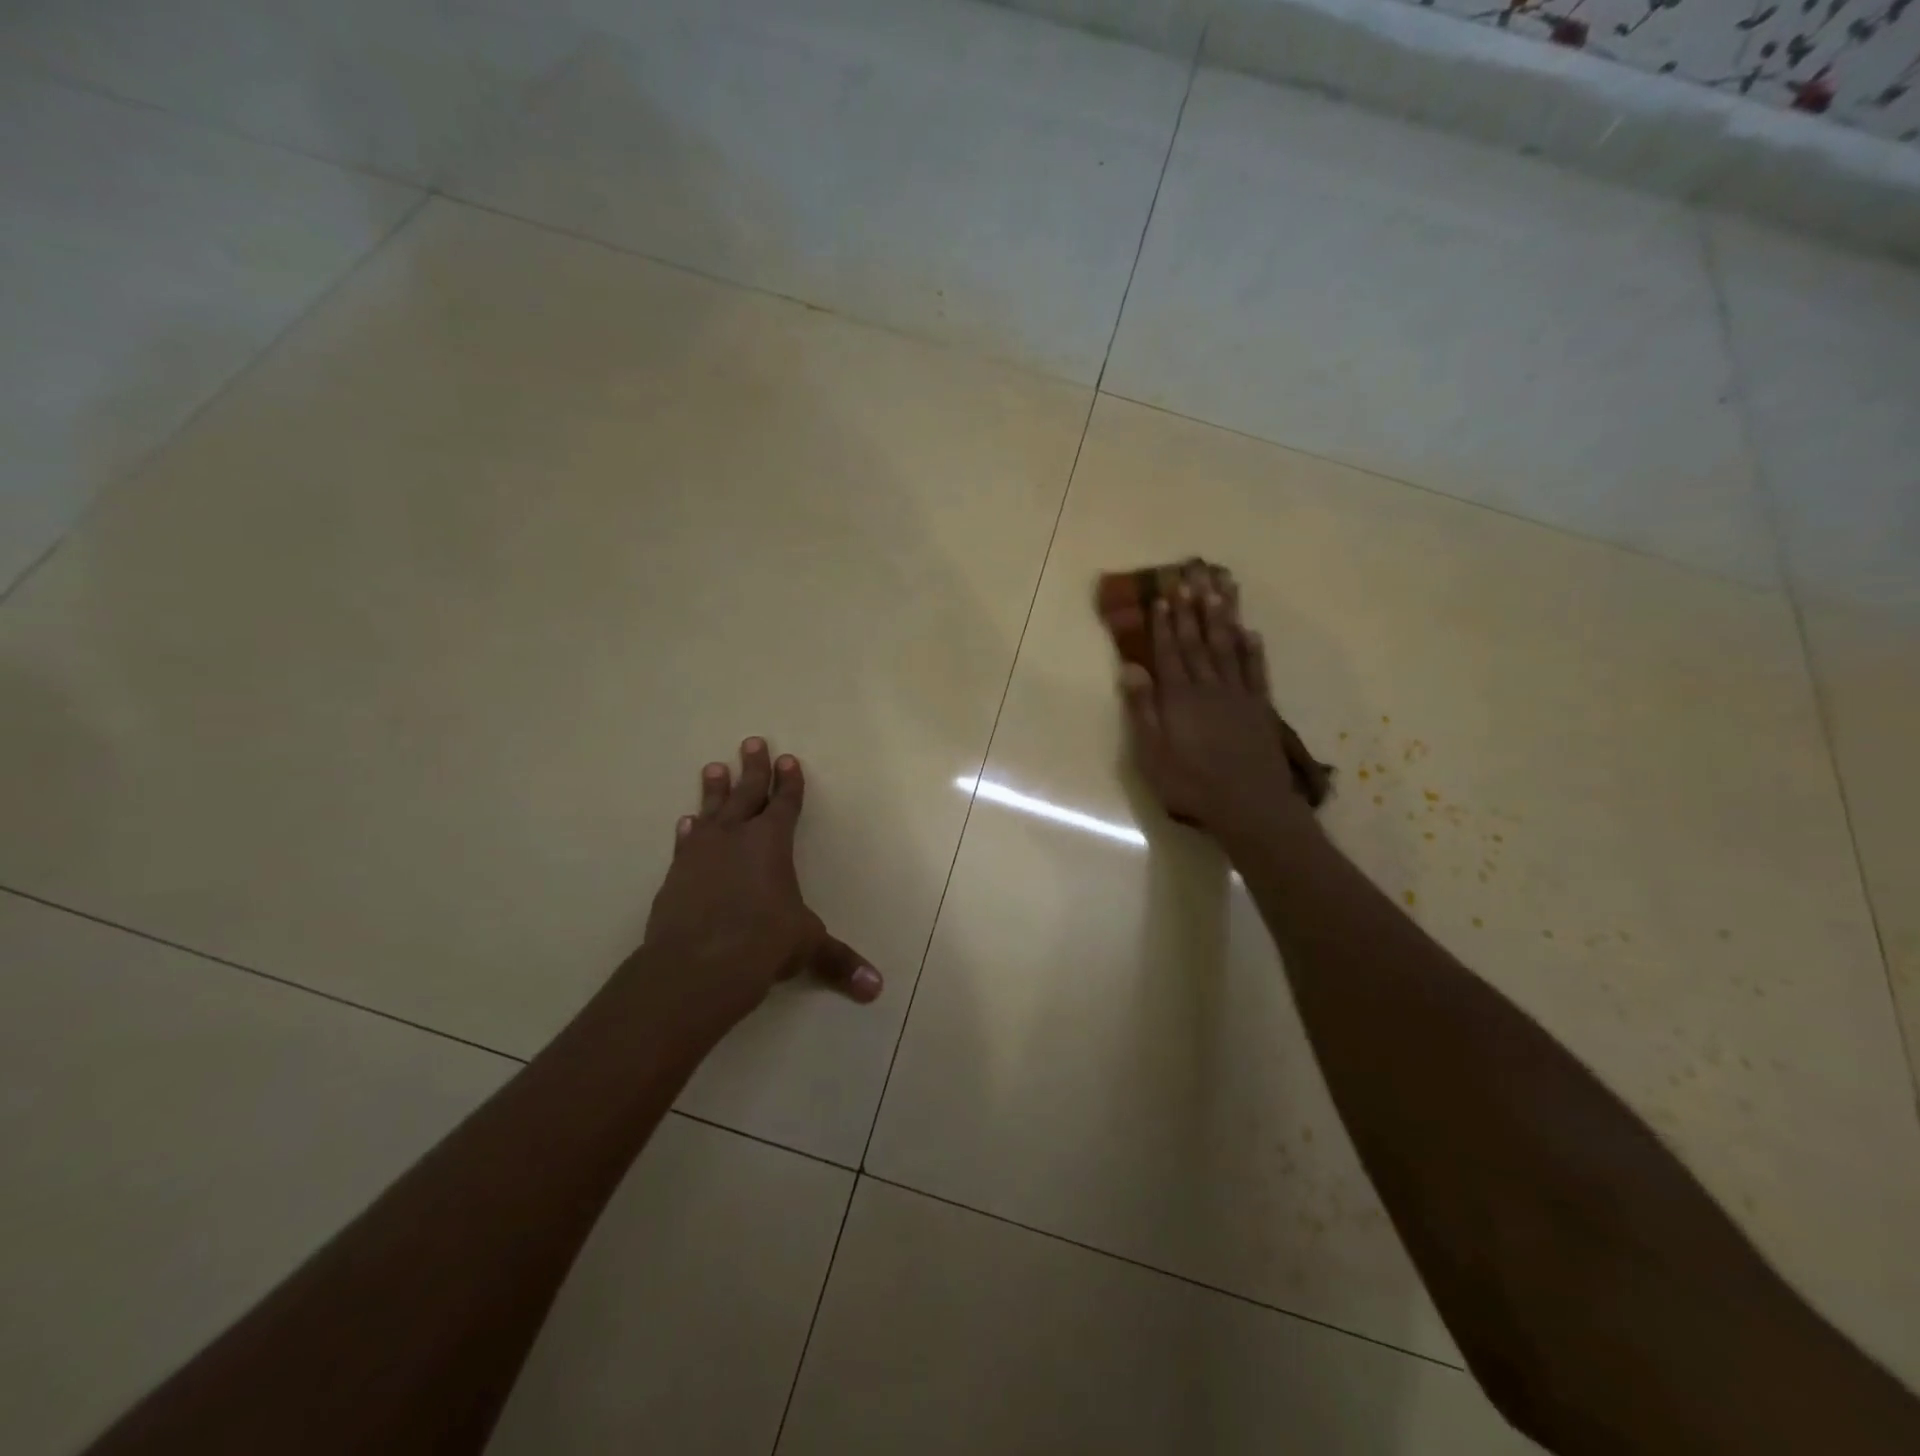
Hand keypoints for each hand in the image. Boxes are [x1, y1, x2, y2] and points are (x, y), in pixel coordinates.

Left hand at [632, 738, 881, 1037]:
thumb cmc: (762, 942)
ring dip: (714, 790)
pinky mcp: (675, 876)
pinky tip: (686, 823)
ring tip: (713, 768)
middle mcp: (736, 838)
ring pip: (711, 811)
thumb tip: (876, 989)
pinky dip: (688, 832)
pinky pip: (685, 844)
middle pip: (747, 793)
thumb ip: (838, 961)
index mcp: (772, 843)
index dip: (789, 782)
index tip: (789, 759)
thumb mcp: (807, 947)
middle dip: (753, 768)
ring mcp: (701, 854)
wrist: (697, 965)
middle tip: (752, 742)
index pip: (785, 803)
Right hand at [1119, 573, 1316, 845]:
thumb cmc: (1191, 784)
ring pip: (1228, 646)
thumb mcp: (1152, 754)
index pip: (1169, 652)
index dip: (1164, 623)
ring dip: (1222, 616)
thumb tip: (1131, 668)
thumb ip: (1143, 709)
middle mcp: (1209, 687)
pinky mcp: (1260, 708)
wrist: (1249, 805)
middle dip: (1192, 608)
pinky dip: (1253, 649)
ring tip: (1220, 587)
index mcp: (1179, 697)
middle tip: (1190, 575)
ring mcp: (1238, 695)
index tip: (1162, 595)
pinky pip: (1256, 670)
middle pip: (1198, 641)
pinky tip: (1251, 631)